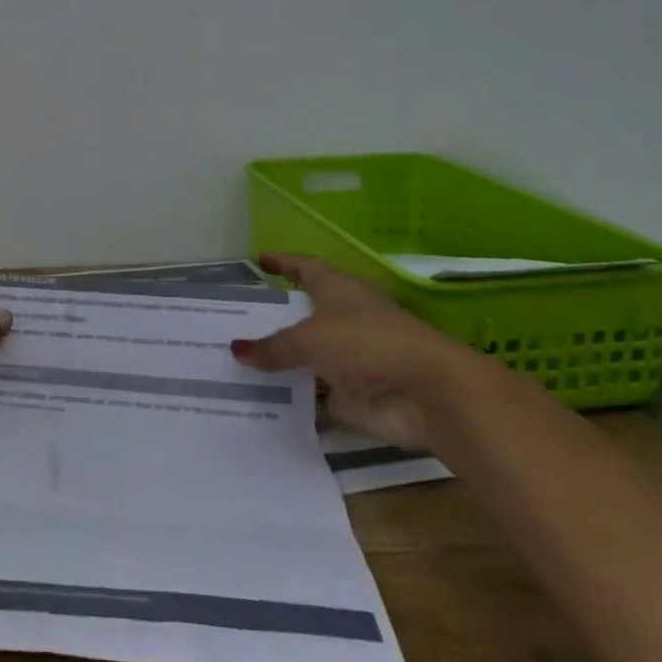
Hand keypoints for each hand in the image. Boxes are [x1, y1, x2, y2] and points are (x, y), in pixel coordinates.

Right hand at [230, 252, 472, 450]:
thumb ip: (273, 347)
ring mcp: (349, 360)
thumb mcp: (310, 339)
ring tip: (236, 363)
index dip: (283, 262)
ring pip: (306, 358)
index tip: (259, 259)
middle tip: (234, 321)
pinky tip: (259, 401)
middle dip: (273, 319)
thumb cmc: (367, 344)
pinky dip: (292, 398)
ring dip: (280, 362)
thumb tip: (237, 349)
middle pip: (302, 316)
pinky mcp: (353, 397)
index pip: (305, 268)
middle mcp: (343, 320)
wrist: (428, 394)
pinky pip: (313, 396)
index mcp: (338, 291)